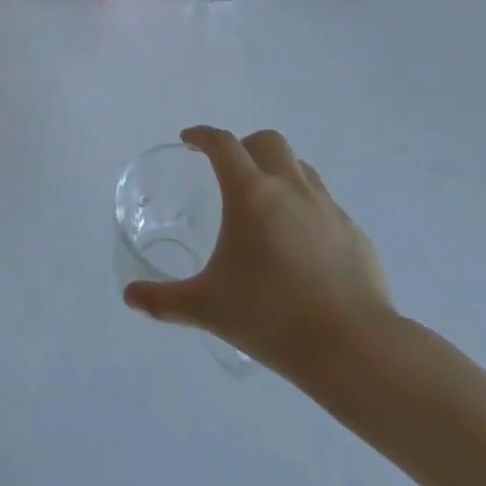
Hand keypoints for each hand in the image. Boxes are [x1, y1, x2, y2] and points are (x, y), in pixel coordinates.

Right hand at [123, 126, 394, 388]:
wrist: (355, 349)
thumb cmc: (271, 316)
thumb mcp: (207, 307)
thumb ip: (164, 299)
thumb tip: (129, 296)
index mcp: (250, 193)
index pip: (222, 144)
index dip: (202, 136)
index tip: (189, 140)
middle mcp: (290, 189)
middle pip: (268, 142)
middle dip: (245, 146)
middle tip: (228, 169)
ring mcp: (328, 210)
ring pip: (301, 168)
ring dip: (279, 171)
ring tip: (266, 203)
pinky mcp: (356, 235)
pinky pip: (325, 204)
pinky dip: (306, 208)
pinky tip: (300, 245)